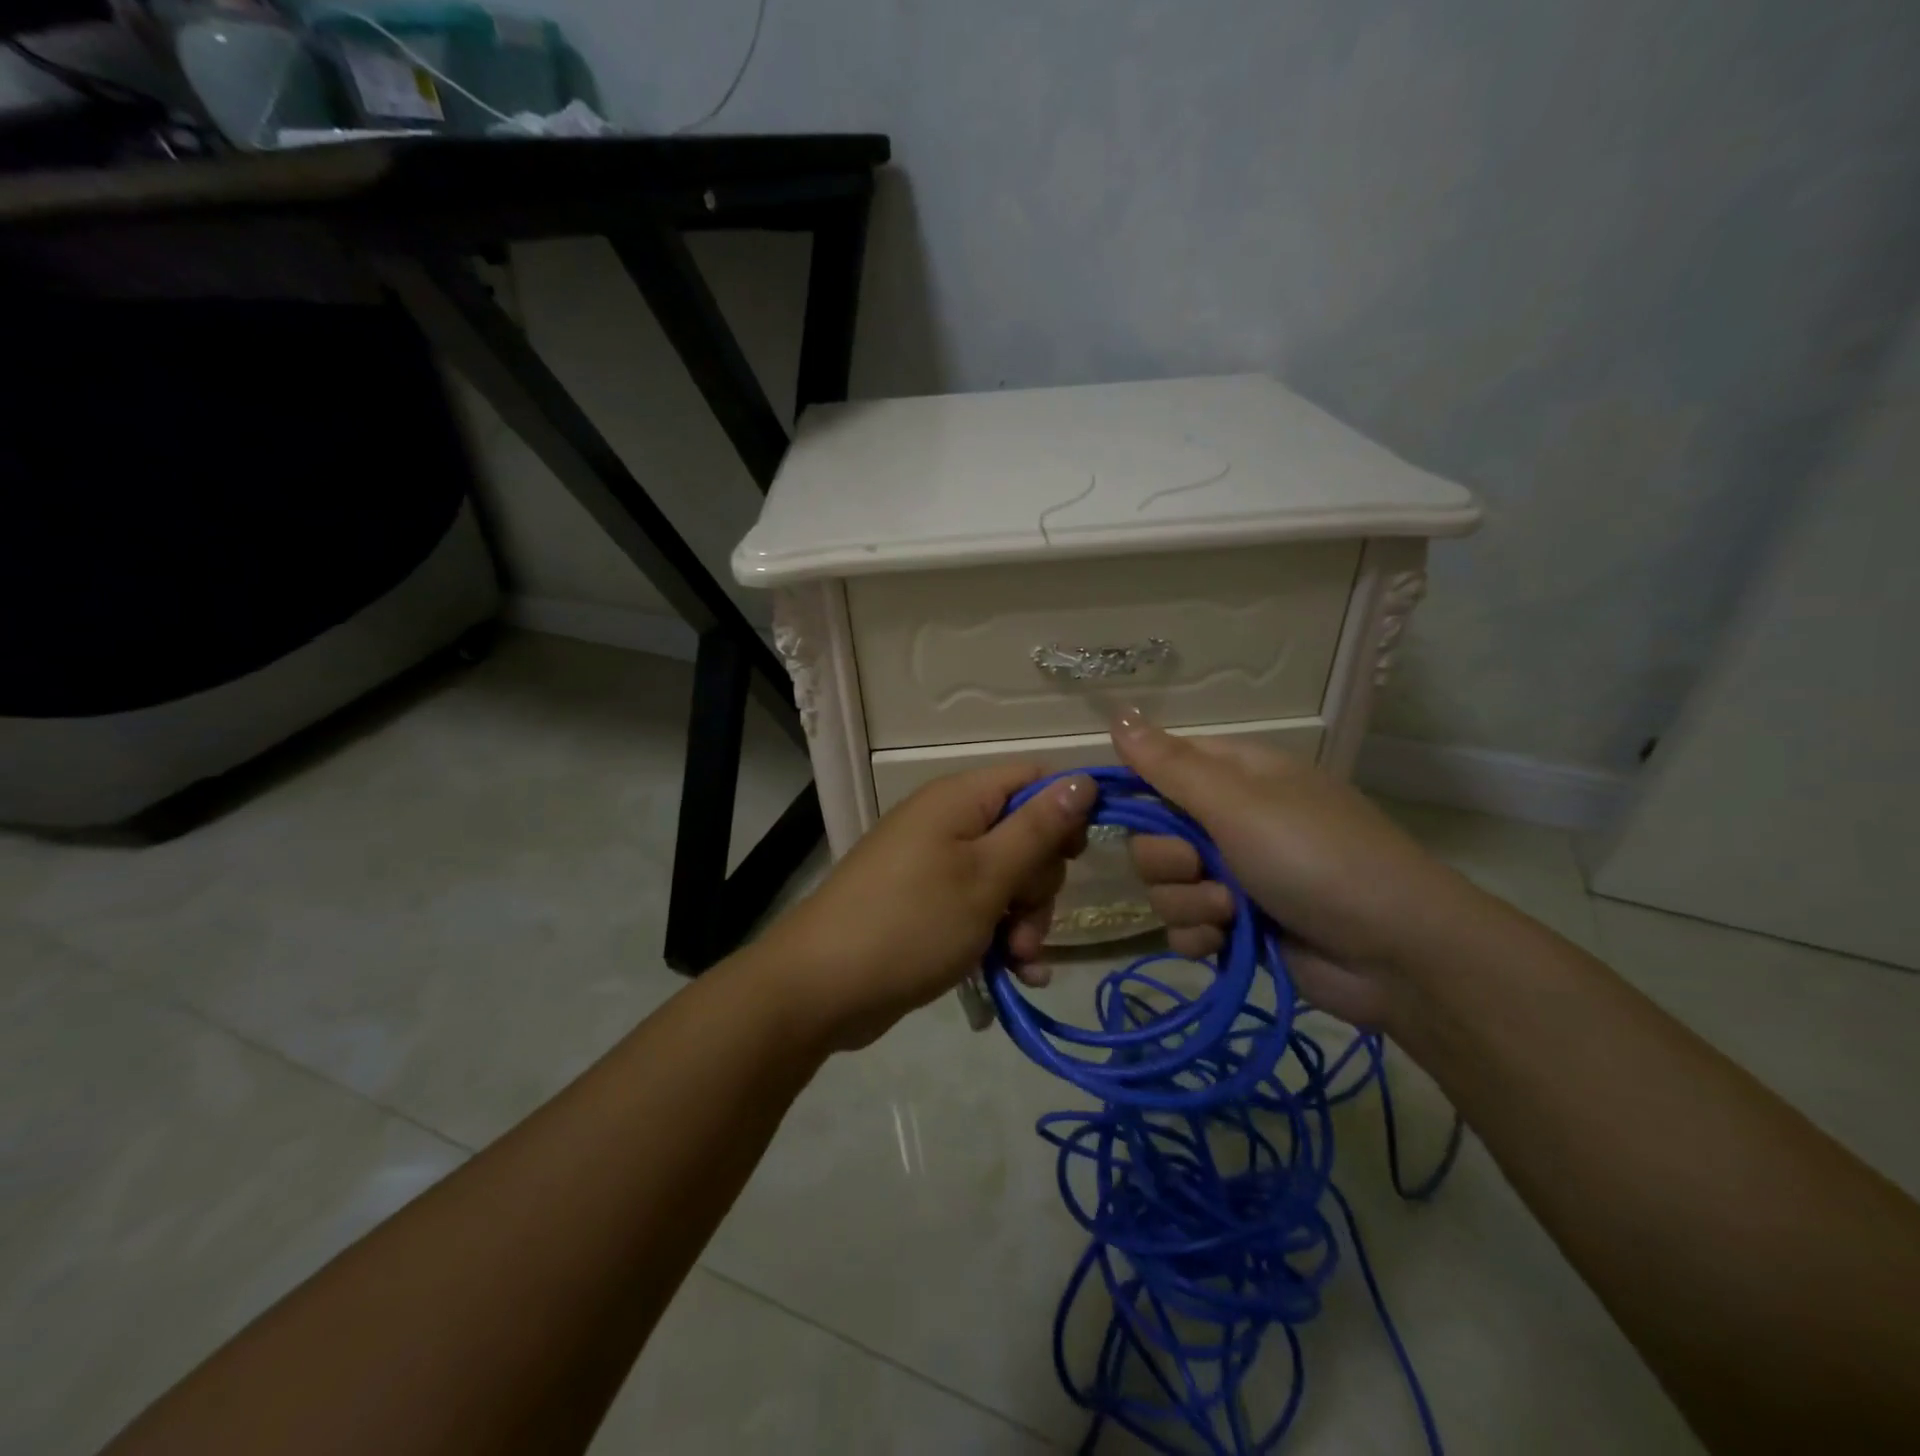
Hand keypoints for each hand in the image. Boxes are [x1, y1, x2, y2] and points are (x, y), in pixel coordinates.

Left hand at [758, 765, 1093, 1049]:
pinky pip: (979, 907)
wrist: (821, 987)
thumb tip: (1084, 779)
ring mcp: (935, 864)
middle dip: (1039, 884)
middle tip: (1026, 924)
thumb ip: (1039, 829)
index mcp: (960, 799)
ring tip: (1018, 960)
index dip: (1064, 810)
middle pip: (1024, 834)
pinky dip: (1000, 936)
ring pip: (1006, 879)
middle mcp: (948, 822)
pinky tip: (1015, 974)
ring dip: (1024, 920)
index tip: (1078, 856)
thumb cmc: (911, 922)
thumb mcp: (987, 877)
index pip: (1032, 778)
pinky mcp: (927, 903)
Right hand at [1114, 715, 1474, 1029]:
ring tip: (1232, 912)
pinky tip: (1225, 943)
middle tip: (1203, 868)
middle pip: (1152, 835)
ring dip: (1190, 903)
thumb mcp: (1238, 802)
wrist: (1396, 954)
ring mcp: (1234, 874)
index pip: (1158, 768)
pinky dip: (1200, 936)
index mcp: (1233, 775)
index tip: (1127, 815)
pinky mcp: (1238, 925)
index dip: (1137, 792)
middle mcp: (1229, 820)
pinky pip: (1185, 926)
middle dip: (1168, 861)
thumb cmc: (1315, 858)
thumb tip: (1117, 714)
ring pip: (1165, 886)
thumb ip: (1169, 766)